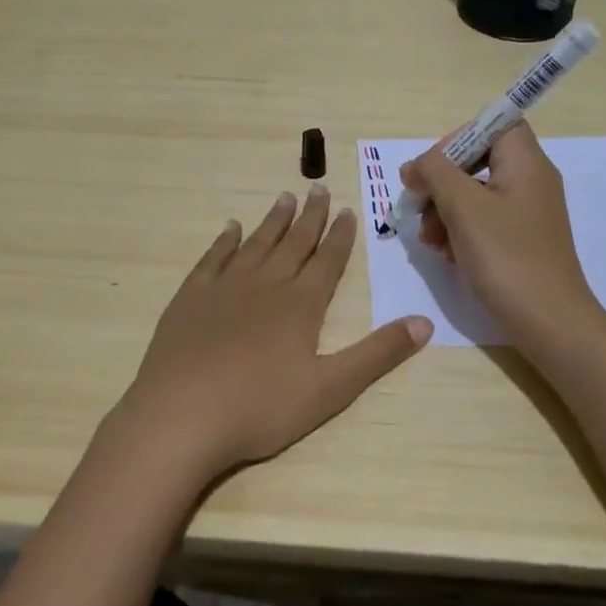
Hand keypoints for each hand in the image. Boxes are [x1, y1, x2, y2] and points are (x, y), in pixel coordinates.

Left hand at [111, 186, 431, 483]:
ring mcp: (224, 288)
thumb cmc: (261, 407)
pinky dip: (224, 241)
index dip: (339, 235)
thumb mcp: (331, 388)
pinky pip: (212, 259)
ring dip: (273, 221)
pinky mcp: (190, 299)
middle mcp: (265, 285)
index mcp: (301, 305)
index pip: (327, 261)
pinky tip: (230, 228)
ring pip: (256, 244)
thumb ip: (377, 354)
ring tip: (285, 198)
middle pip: (293, 244)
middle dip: (310, 217)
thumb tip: (424, 322)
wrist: (181, 416)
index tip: (346, 209)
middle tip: (319, 188)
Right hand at [399, 124, 600, 340]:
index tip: (432, 169)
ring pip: (474, 195)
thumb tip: (415, 166)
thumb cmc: (507, 256)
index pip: (494, 125)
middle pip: (477, 161)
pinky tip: (446, 255)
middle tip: (419, 209)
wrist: (549, 322)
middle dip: (441, 184)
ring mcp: (526, 214)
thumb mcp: (463, 206)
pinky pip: (482, 223)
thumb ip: (434, 172)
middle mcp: (530, 181)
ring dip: (443, 212)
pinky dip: (459, 233)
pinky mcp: (520, 241)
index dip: (458, 138)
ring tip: (429, 241)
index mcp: (526, 163)